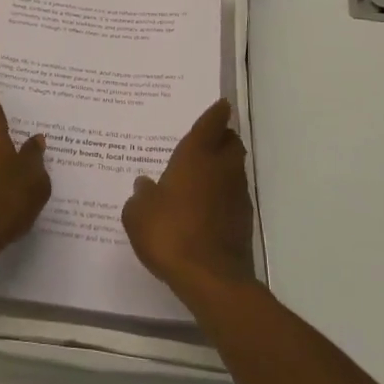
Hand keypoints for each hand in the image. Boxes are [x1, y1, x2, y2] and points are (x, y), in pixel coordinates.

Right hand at [122, 99, 255, 304]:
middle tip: (208, 140)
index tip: (221, 104)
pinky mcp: (244, 220)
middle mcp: (221, 169)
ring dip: (224, 167)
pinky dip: (224, 194)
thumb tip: (145, 185)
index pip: (210, 124)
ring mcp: (237, 195)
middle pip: (231, 143)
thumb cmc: (169, 234)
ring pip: (235, 169)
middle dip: (223, 138)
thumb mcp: (139, 215)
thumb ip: (141, 196)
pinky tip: (207, 206)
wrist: (211, 278)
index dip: (216, 113)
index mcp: (196, 157)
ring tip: (203, 175)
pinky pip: (234, 196)